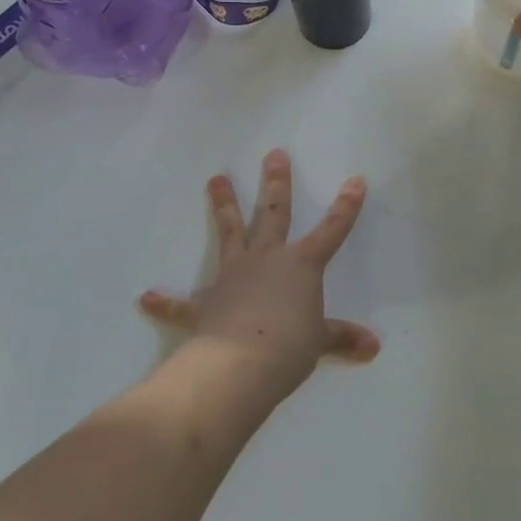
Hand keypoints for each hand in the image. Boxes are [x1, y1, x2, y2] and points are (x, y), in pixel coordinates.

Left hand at [138, 149, 379, 404]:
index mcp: (301, 265)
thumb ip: (342, 338)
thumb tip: (373, 347)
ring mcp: (233, 276)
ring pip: (230, 233)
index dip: (346, 207)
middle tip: (274, 154)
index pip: (332, 231)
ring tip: (216, 178)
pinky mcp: (205, 304)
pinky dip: (166, 302)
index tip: (355, 180)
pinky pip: (182, 304)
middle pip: (273, 213)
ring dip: (223, 205)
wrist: (238, 366)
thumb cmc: (288, 348)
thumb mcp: (320, 342)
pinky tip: (147, 297)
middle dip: (277, 183)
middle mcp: (267, 259)